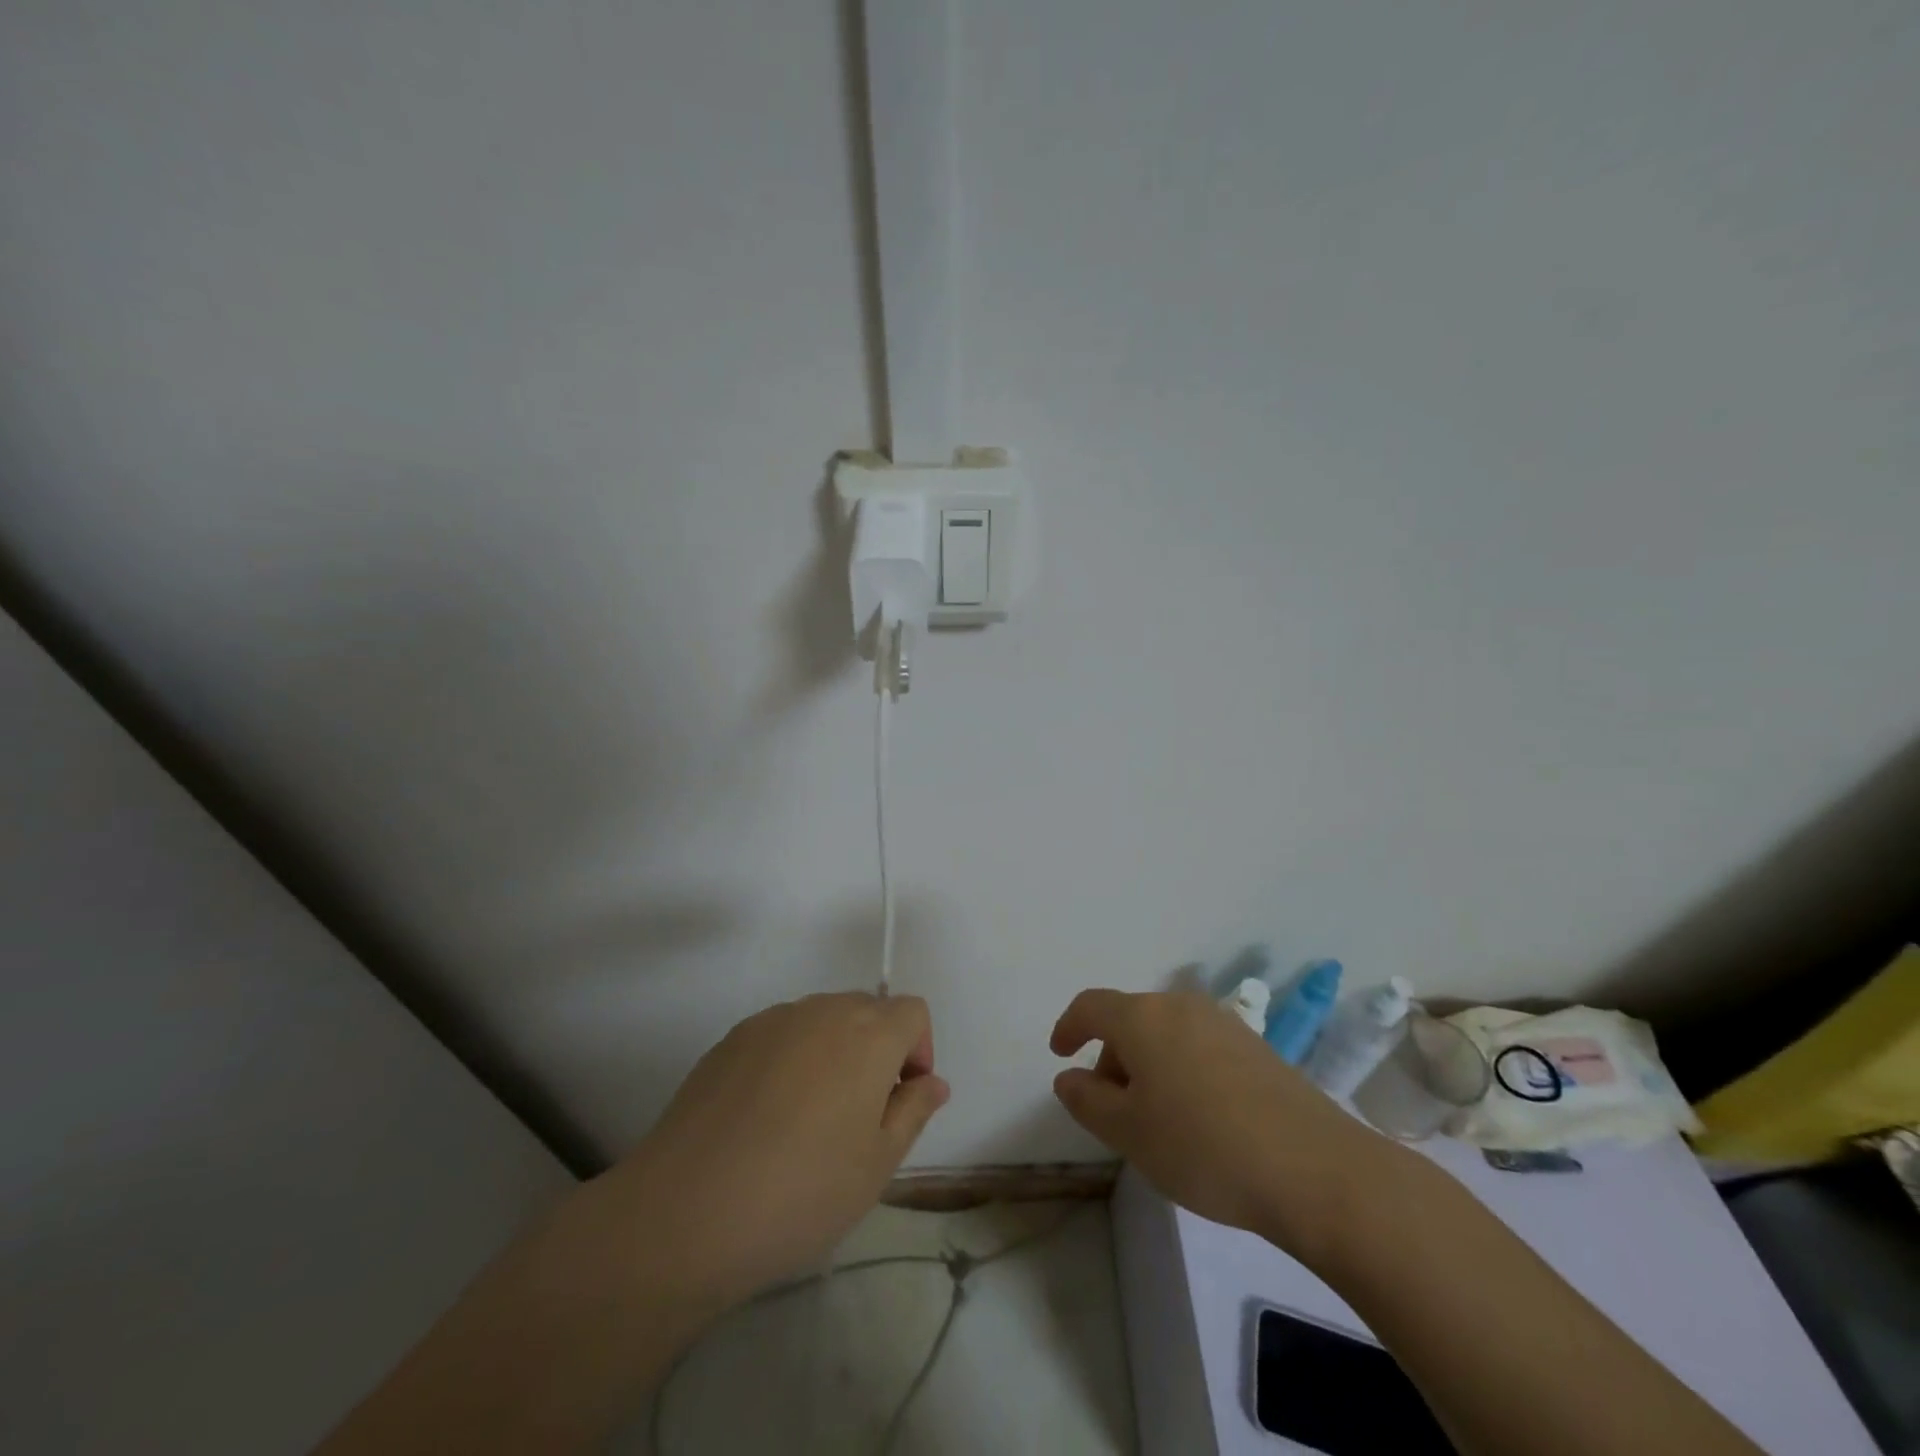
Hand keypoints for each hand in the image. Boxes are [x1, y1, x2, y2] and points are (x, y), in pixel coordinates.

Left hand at [567, 993, 948, 1317]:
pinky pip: (780, 1035)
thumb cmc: (801, 1191)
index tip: (900, 1102)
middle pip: (867, 1010)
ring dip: (833, 1054)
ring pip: (821, 1021)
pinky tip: (765, 1119)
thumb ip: (913, 1111)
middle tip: (859, 1117)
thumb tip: (931, 1081)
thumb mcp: (877, 1165)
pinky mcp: (731, 1039)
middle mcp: (821, 1010)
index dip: (918, 1052)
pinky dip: (790, 1060)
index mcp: (867, 1034)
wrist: (686, 1211)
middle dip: (877, 1051)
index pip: (912, 1012)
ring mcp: (771, 1021)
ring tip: (809, 1121)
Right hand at [1050, 989, 1405, 1258]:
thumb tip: (1070, 1078)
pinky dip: (1182, 1071)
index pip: (1091, 1006)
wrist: (1314, 1168)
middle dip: (1111, 1057)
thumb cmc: (1202, 1146)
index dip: (1069, 1026)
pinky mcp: (1257, 1047)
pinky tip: (1199, 1119)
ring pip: (1166, 1034)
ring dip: (1148, 1066)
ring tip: (1156, 1120)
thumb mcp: (1128, 1133)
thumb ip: (1087, 1100)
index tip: (1060, 1053)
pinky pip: (1200, 1048)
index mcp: (1143, 1017)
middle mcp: (1181, 1006)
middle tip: (1111, 1108)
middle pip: (1130, 1020)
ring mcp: (1224, 1023)